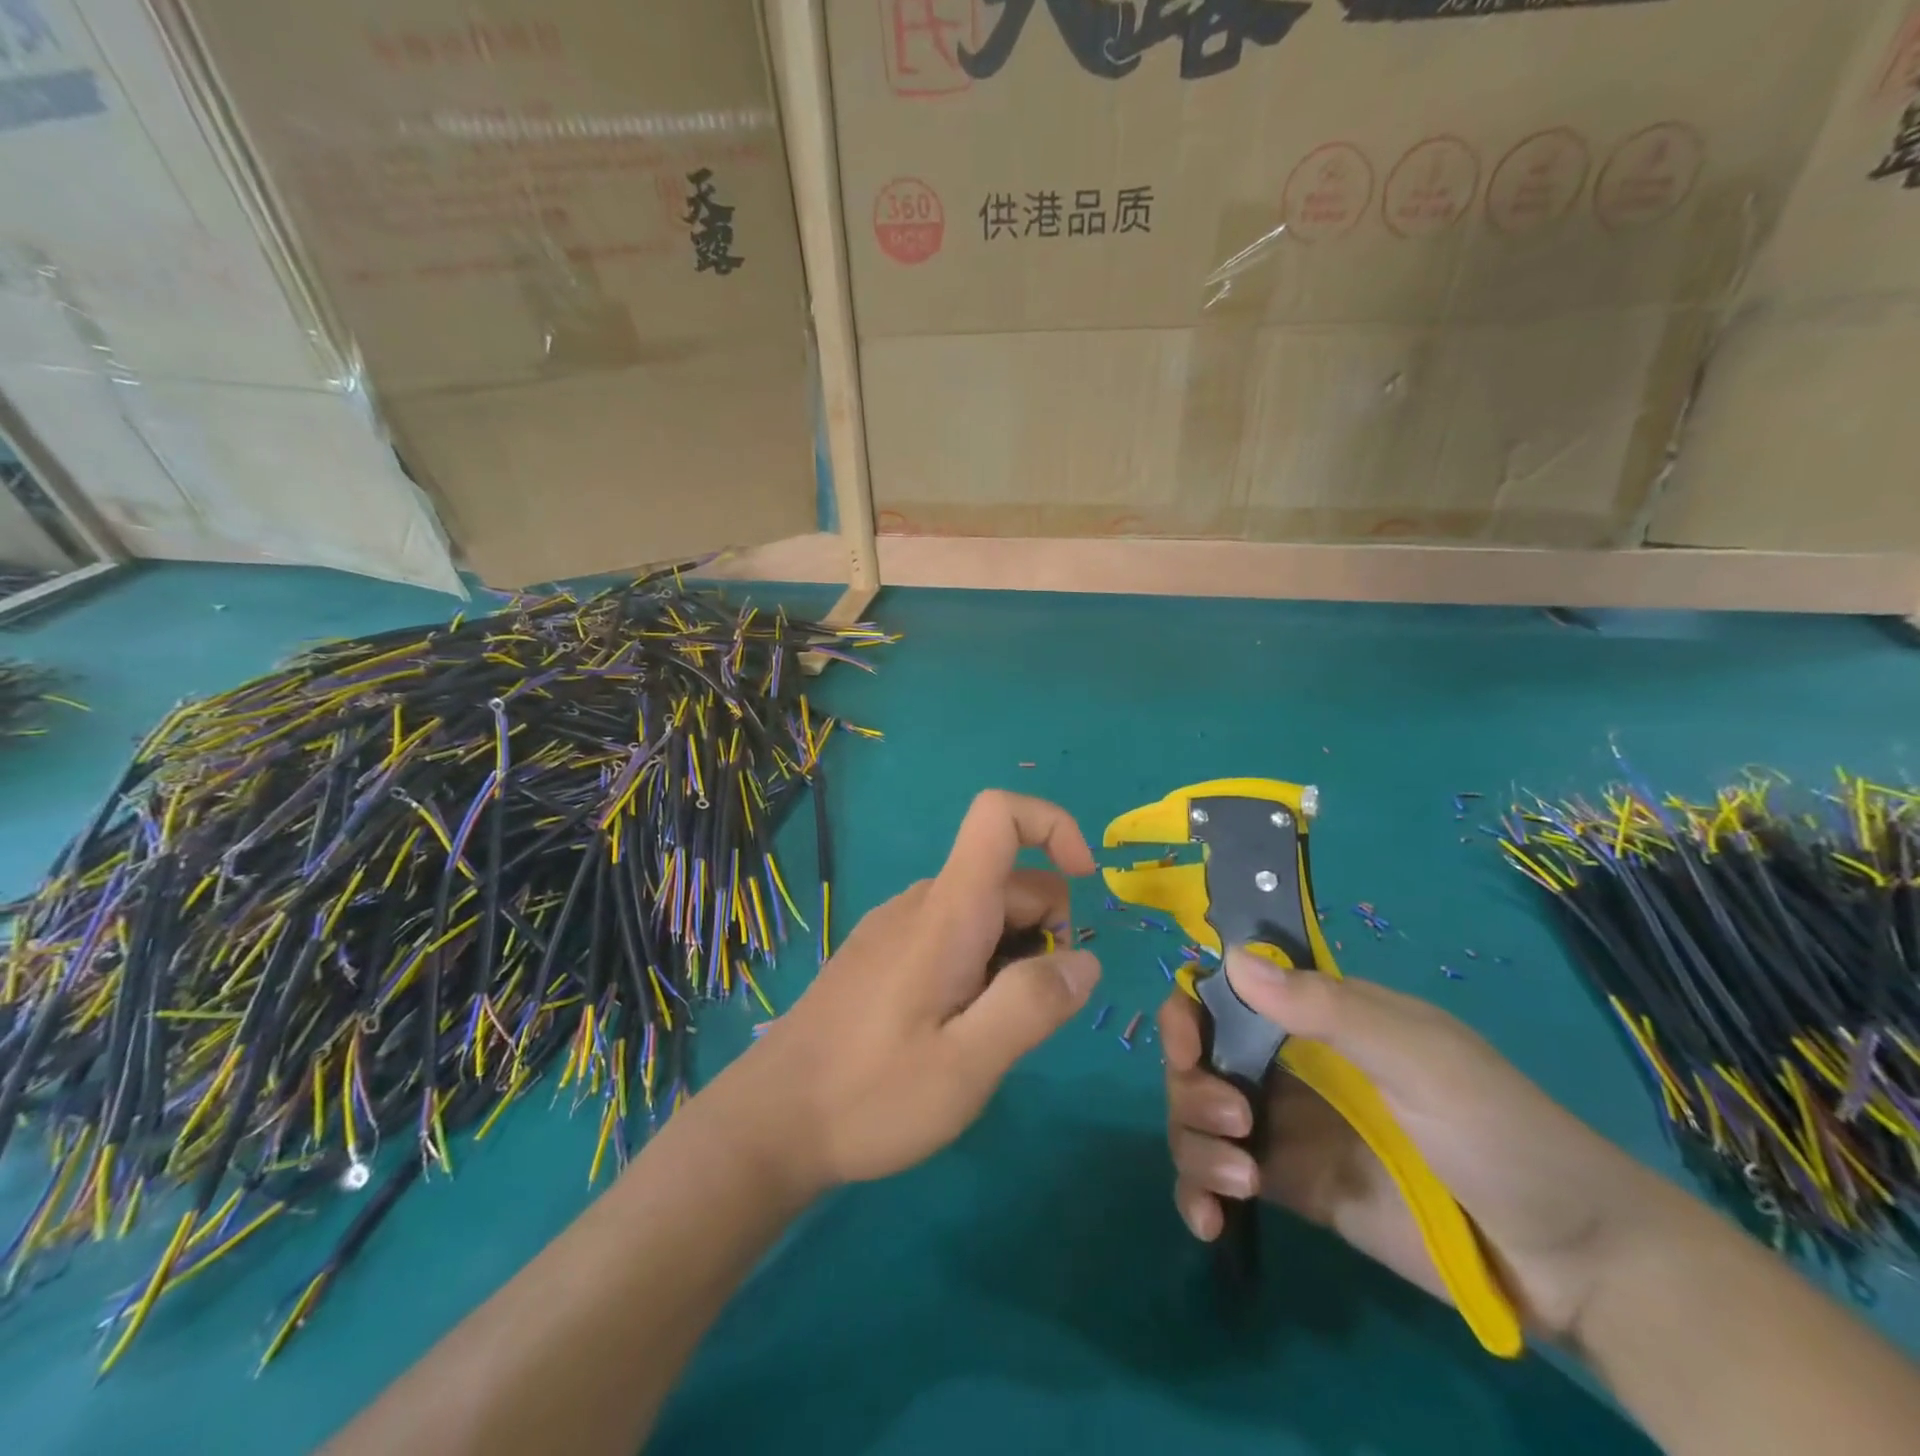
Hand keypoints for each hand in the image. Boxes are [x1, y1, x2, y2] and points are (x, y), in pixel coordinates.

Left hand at [722, 790, 1101, 1194]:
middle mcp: (920, 902)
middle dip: (1045, 931)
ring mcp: (897, 924)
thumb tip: (1085, 961)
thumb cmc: (869, 1095)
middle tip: (1024, 1015)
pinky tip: (952, 1027)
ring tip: (984, 1034)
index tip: (1087, 884)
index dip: (1052, 826)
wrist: (771, 1121)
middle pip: (1009, 879)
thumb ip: (1032, 1005)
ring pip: (985, 911)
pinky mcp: (883, 950)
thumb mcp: (966, 1067)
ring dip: (1012, 955)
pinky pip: (954, 932)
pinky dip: (980, 963)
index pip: (998, 815)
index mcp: (945, 912)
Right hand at [1162, 952, 1665, 1339]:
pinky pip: (1221, 1180)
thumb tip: (1232, 958)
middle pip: (1199, 1058)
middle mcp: (1289, 1065)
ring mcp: (1288, 1129)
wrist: (1574, 1260)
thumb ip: (1327, 1008)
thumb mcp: (1421, 1057)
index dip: (1191, 1011)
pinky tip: (1208, 1220)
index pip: (1227, 994)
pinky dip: (1198, 1193)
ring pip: (1199, 1118)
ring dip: (1194, 1143)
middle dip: (1191, 1085)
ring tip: (1240, 1183)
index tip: (1187, 1044)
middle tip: (1232, 1122)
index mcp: (1317, 1018)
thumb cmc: (1500, 1131)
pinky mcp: (1294, 1190)